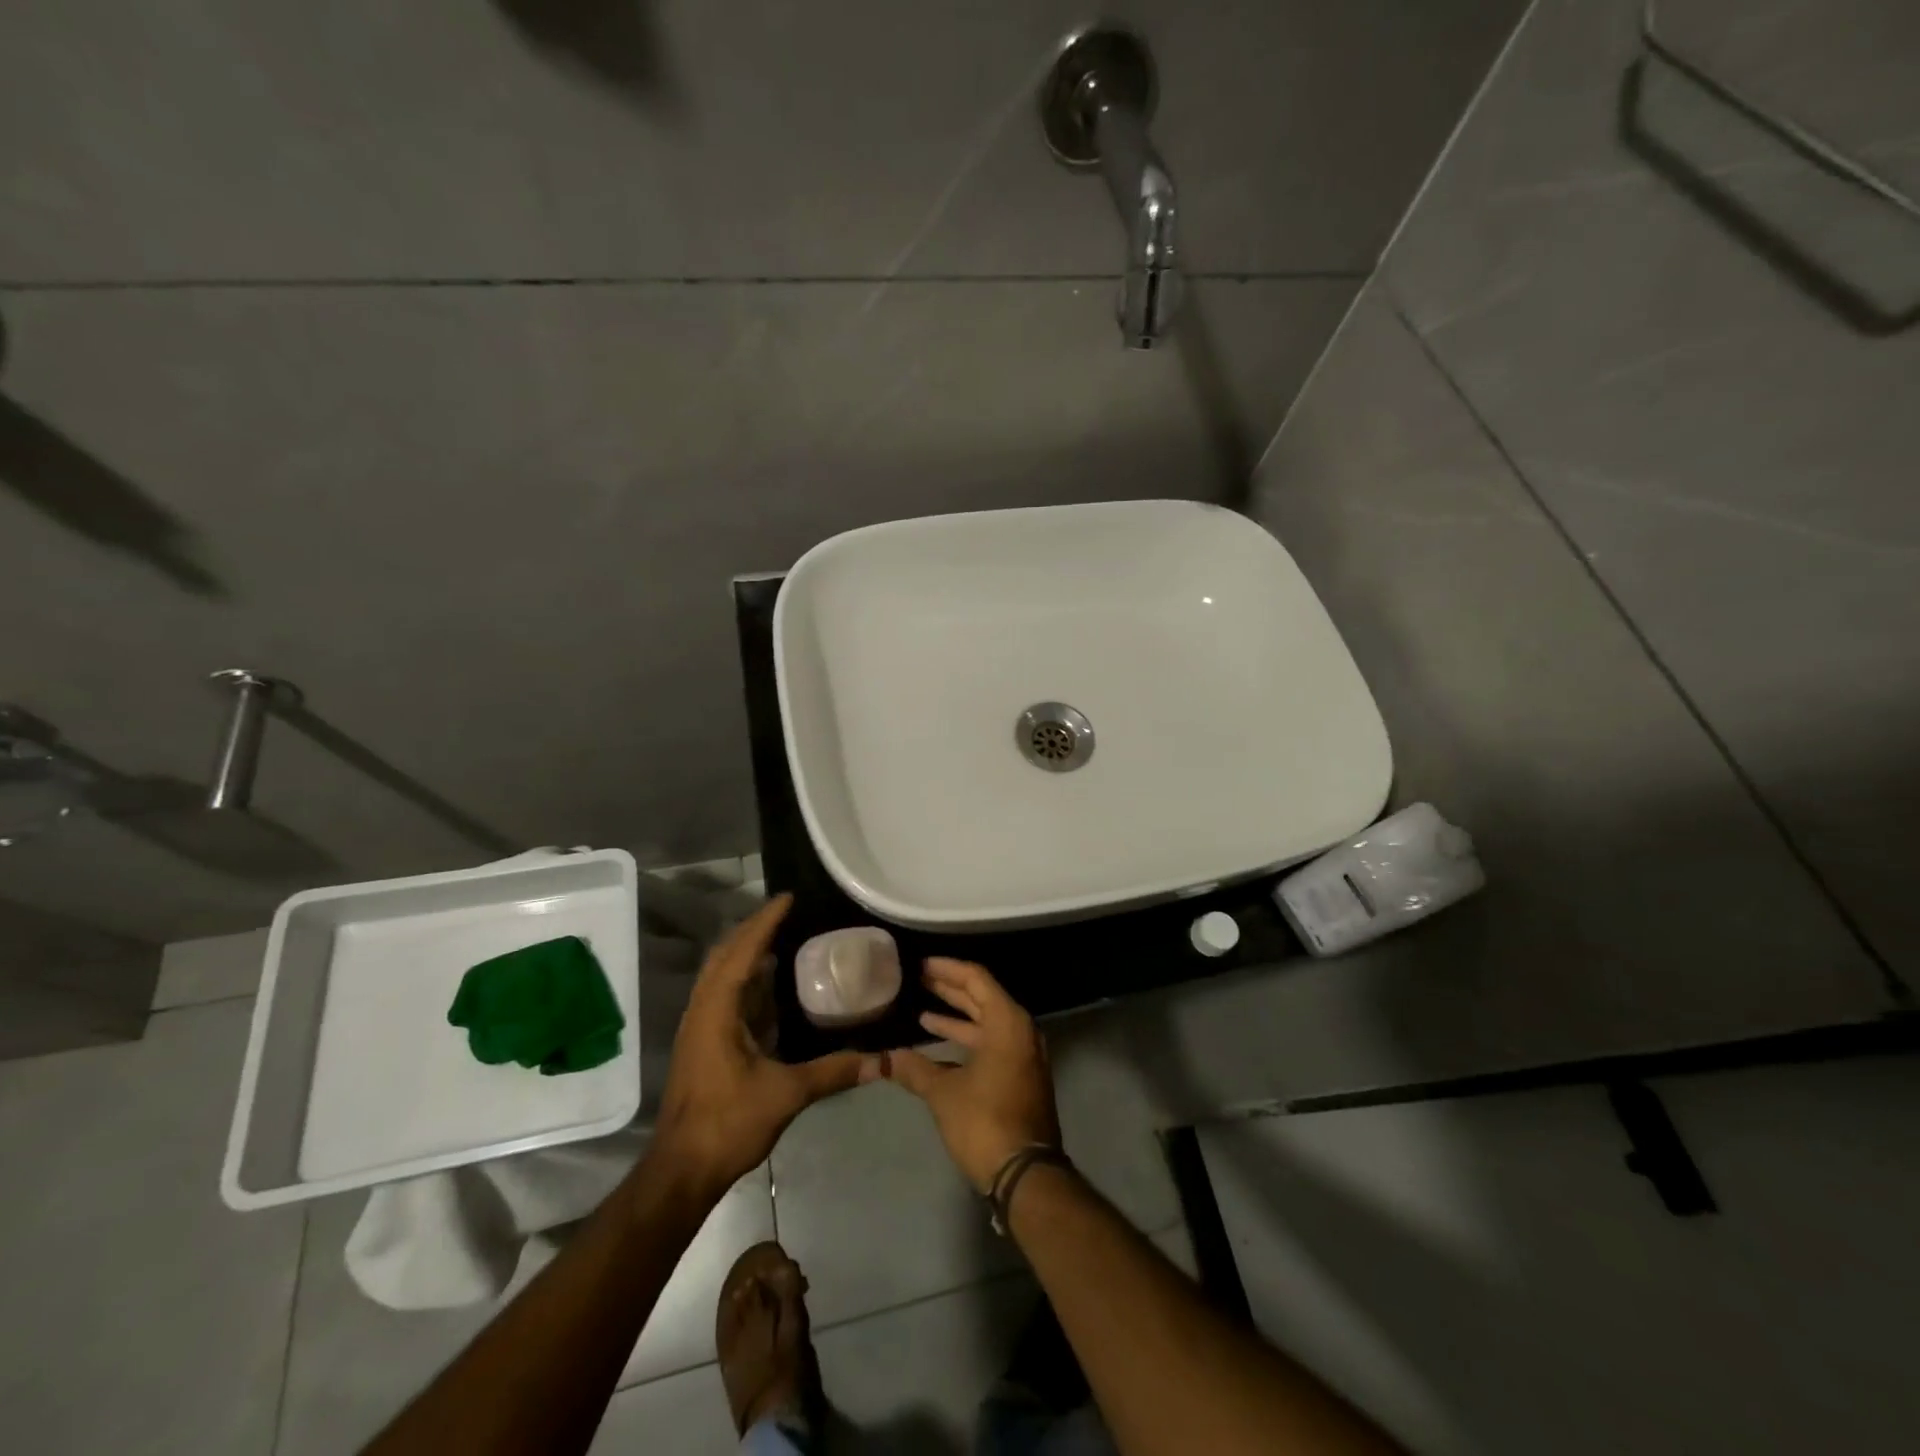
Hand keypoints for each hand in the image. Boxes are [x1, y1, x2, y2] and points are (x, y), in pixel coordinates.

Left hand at [649, 895, 875, 1200]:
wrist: (681, 1170)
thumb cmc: (727, 1124)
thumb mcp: (786, 1095)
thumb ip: (834, 1072)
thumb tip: (882, 1060)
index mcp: (717, 1010)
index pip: (742, 951)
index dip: (765, 922)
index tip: (789, 898)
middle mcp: (703, 1009)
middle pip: (725, 954)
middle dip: (753, 929)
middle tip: (787, 913)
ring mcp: (699, 1026)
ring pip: (720, 973)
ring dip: (746, 950)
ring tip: (780, 937)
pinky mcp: (702, 1042)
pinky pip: (722, 993)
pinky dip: (744, 976)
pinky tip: (768, 984)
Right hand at [887, 958, 1060, 1192]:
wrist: (1025, 1174)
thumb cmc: (985, 1122)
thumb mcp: (944, 1093)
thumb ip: (914, 1069)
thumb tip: (883, 1058)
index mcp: (1008, 1022)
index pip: (976, 979)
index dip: (947, 968)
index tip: (921, 964)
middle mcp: (1020, 1031)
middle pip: (983, 997)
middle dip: (950, 989)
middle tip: (918, 979)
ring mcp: (1023, 1055)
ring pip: (986, 1023)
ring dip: (956, 1015)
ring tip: (922, 1010)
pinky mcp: (1019, 1077)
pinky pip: (991, 1043)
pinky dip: (966, 1039)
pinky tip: (938, 1045)